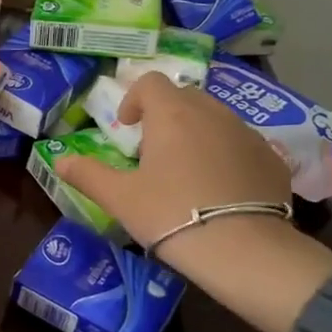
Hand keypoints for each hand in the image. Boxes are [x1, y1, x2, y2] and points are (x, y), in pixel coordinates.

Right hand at [57, 75, 331, 331]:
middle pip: (185, 97)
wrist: (243, 249)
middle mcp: (212, 113)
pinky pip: (243, 145)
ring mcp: (247, 134)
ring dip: (198, 134)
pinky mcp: (273, 159)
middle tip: (154, 151)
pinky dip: (227, 156)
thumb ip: (88, 174)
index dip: (134, 98)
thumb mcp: (120, 198)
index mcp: (172, 115)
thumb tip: (59, 160)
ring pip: (216, 119)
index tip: (128, 127)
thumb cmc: (171, 215)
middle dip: (166, 115)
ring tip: (188, 173)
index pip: (151, 82)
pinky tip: (222, 190)